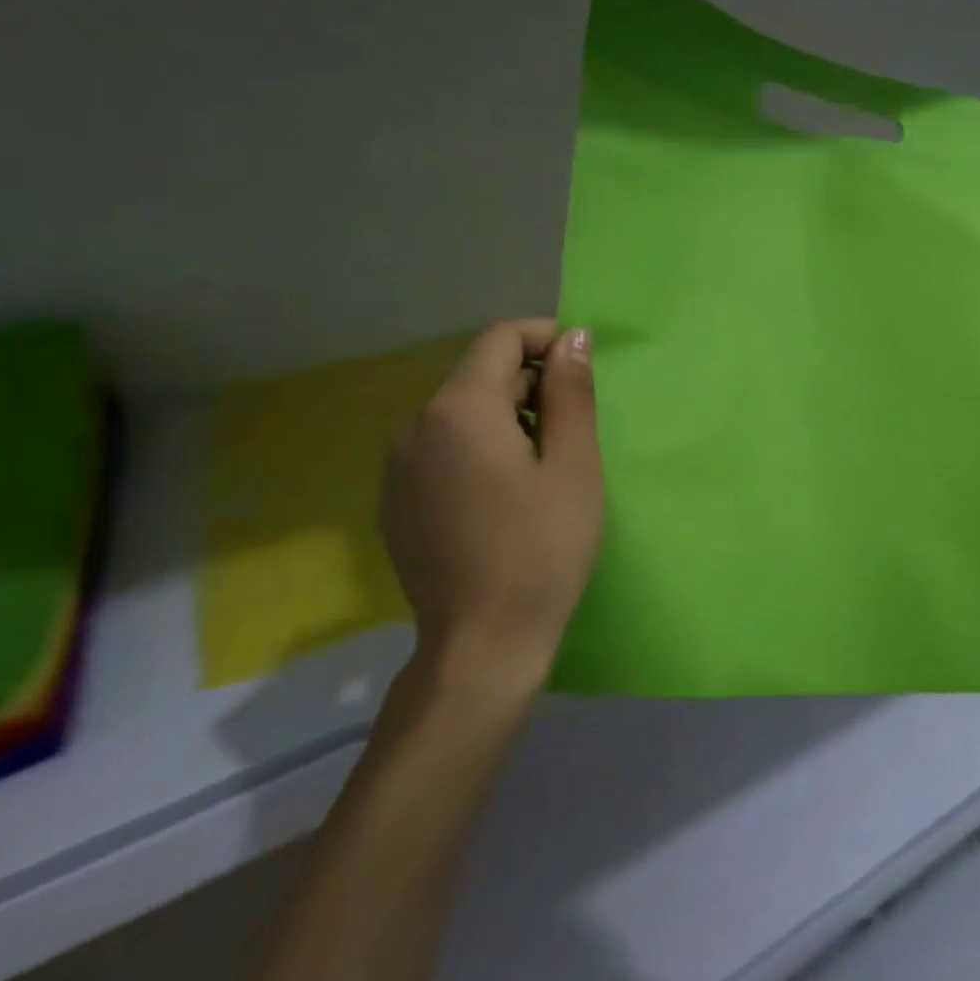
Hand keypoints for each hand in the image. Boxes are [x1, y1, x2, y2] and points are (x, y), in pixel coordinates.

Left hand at [381, 319, 601, 702]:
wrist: (482, 643)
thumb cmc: (543, 550)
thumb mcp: (574, 467)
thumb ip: (571, 394)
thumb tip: (572, 337)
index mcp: (460, 410)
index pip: (500, 339)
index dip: (546, 338)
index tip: (582, 367)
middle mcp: (416, 426)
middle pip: (479, 375)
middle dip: (531, 385)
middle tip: (575, 429)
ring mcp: (399, 467)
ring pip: (460, 414)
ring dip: (507, 418)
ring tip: (545, 466)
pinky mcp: (397, 501)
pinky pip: (442, 450)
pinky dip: (478, 449)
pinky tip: (505, 497)